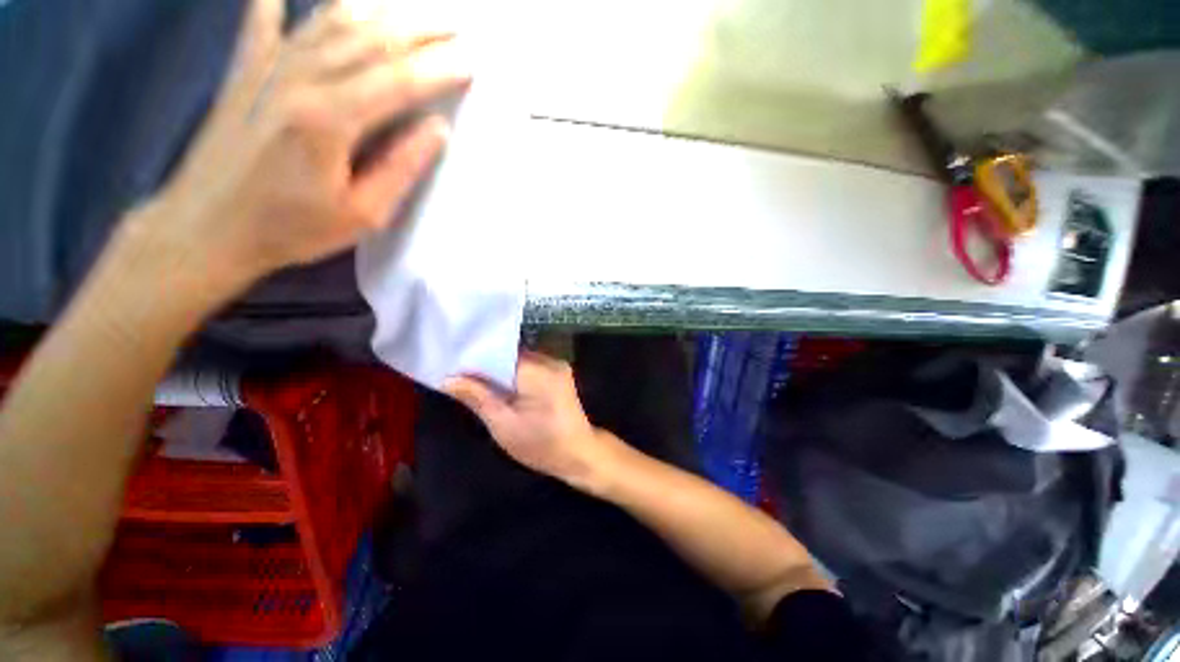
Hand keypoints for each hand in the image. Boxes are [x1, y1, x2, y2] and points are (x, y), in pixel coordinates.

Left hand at [117, 0, 470, 307]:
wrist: (204, 228)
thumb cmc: (289, 229)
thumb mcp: (361, 214)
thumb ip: (400, 168)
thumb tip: (437, 130)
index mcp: (330, 119)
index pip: (398, 81)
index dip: (438, 69)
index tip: (470, 62)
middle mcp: (299, 79)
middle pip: (369, 39)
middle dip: (418, 29)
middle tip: (455, 25)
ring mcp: (267, 68)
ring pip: (329, 21)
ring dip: (375, 8)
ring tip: (408, 7)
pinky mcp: (244, 70)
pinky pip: (262, 20)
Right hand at [445, 352, 615, 488]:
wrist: (579, 453)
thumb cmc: (542, 446)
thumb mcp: (504, 425)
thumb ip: (477, 397)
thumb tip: (447, 378)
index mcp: (538, 372)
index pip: (499, 352)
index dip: (474, 357)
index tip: (450, 364)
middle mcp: (550, 360)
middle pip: (509, 354)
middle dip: (485, 363)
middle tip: (457, 372)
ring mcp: (557, 364)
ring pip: (518, 359)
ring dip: (498, 368)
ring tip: (472, 378)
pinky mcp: (558, 371)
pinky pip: (529, 365)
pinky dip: (512, 373)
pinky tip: (498, 384)